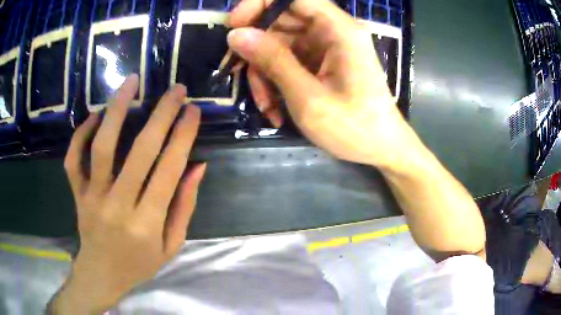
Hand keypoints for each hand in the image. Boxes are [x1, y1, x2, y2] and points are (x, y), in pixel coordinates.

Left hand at [50, 75, 205, 313]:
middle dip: (161, 115)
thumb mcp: (171, 246)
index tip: (193, 110)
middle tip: (175, 90)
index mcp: (146, 224)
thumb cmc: (139, 264)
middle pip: (139, 152)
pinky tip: (95, 116)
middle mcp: (118, 206)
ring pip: (101, 147)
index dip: (183, 137)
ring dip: (116, 110)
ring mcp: (92, 198)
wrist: (101, 275)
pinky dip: (81, 134)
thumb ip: (184, 207)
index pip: (168, 171)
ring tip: (131, 82)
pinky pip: (73, 159)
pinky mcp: (76, 194)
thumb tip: (197, 166)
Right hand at [228, 0, 418, 169]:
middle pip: (282, 22)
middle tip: (235, 73)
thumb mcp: (308, 97)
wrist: (381, 149)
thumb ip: (273, 61)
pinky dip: (277, 82)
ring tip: (266, 107)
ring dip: (265, 73)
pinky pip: (288, 62)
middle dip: (257, 49)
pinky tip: (276, 110)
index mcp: (339, 30)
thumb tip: (236, 35)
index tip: (234, 25)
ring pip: (280, 45)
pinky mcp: (322, 63)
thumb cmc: (354, 128)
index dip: (260, 4)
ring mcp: (327, 48)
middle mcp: (333, 31)